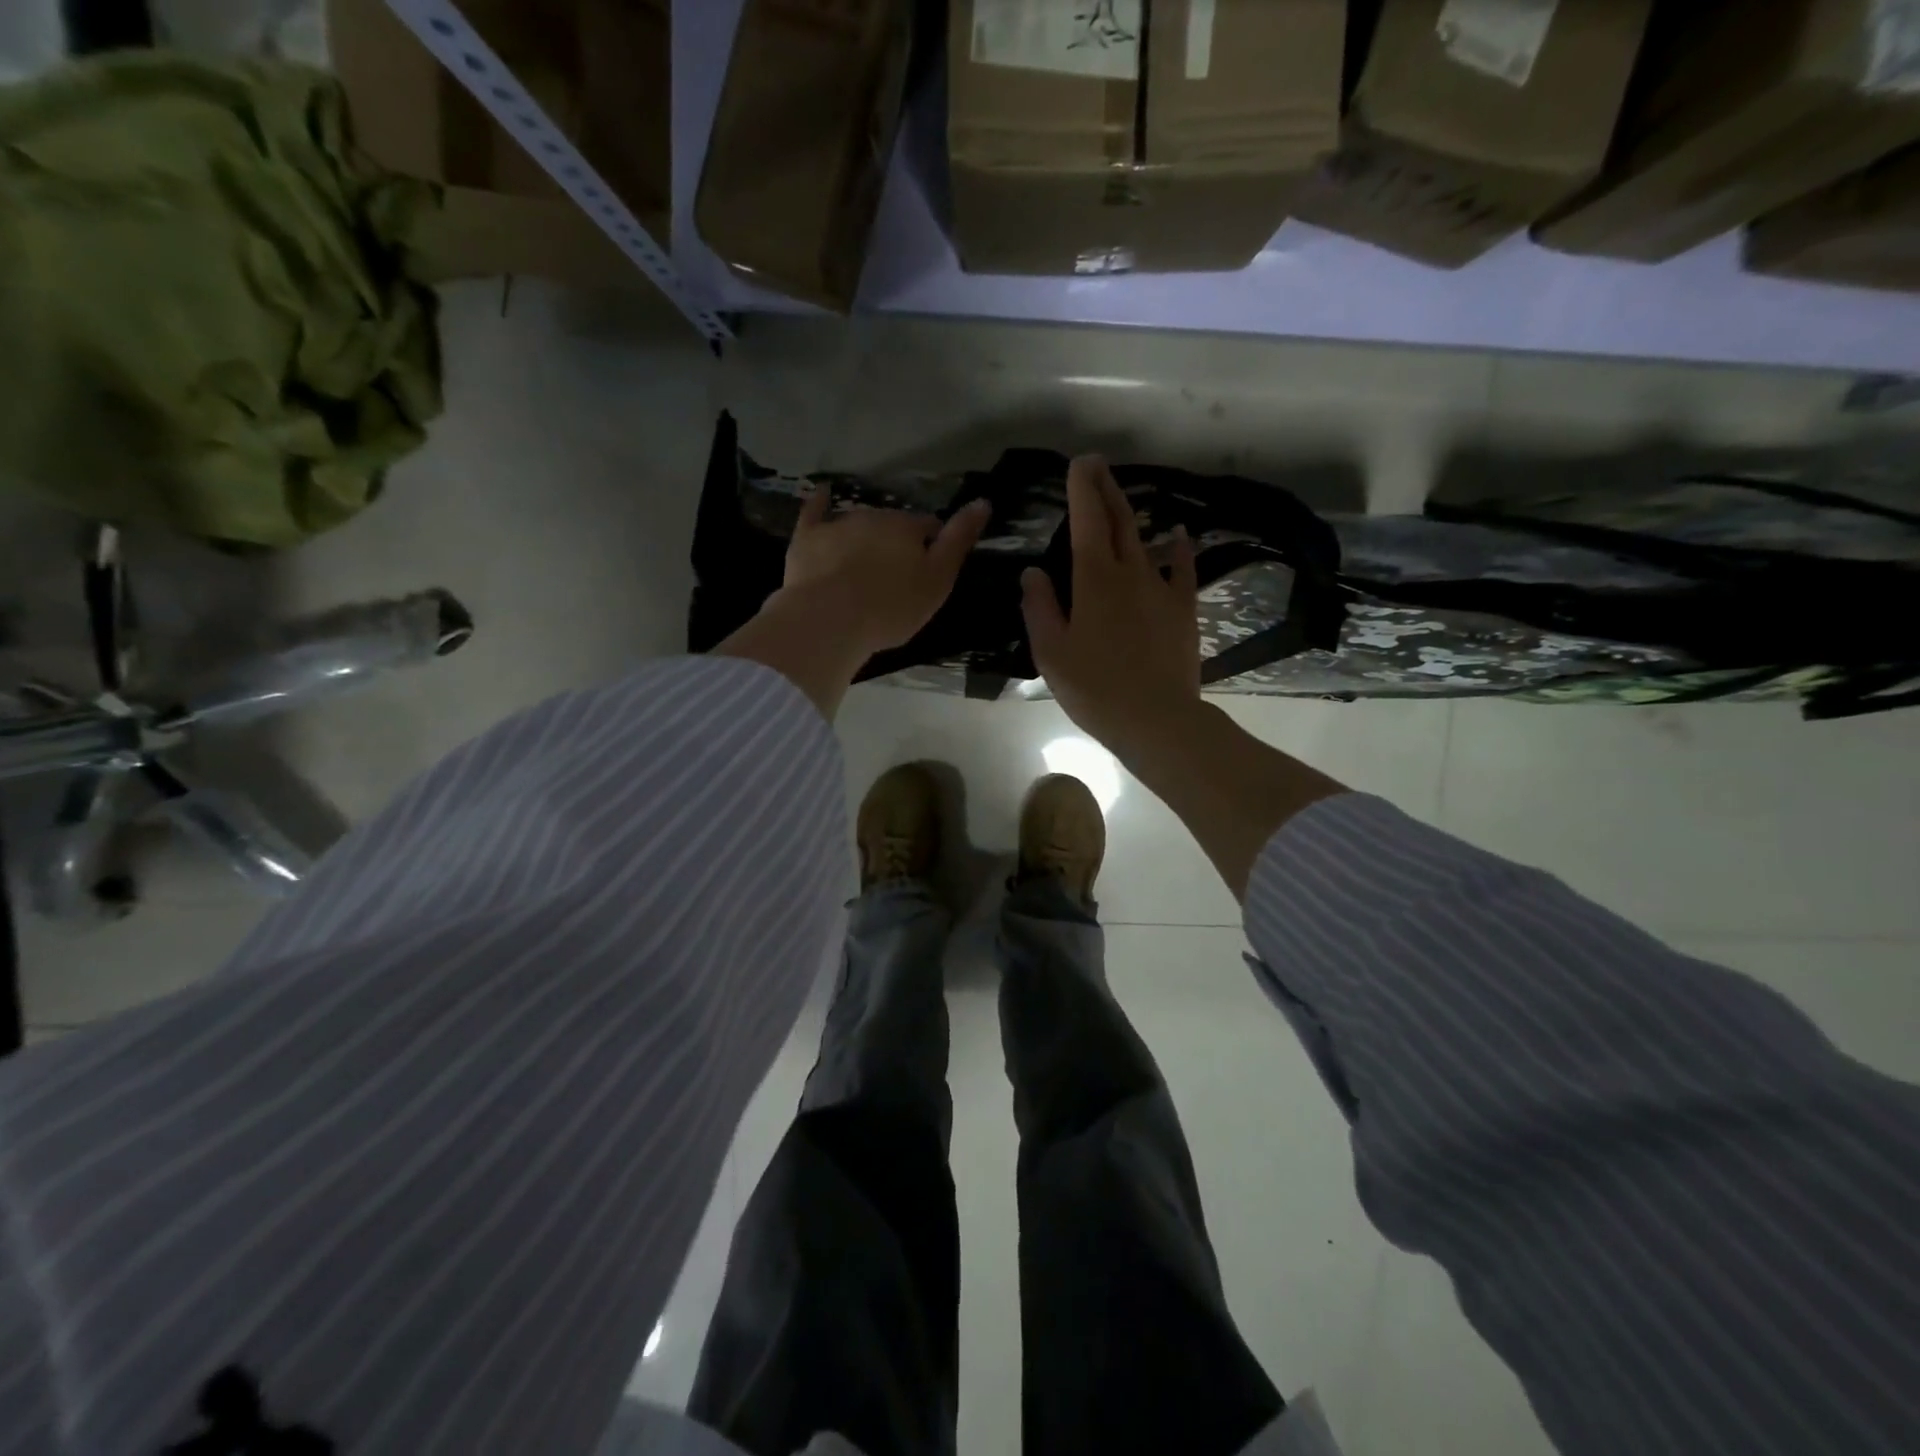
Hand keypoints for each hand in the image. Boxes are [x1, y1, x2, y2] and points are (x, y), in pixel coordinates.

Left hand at [779, 488, 990, 659]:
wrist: (829, 620)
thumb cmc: (891, 607)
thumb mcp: (937, 581)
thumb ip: (959, 541)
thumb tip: (983, 502)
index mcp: (908, 528)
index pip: (929, 527)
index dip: (933, 546)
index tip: (930, 571)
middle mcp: (874, 517)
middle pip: (893, 525)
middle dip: (897, 544)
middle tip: (896, 578)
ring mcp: (838, 525)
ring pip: (859, 524)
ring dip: (865, 537)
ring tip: (863, 565)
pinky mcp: (807, 538)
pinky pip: (814, 512)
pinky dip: (819, 502)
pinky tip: (821, 493)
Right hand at [1021, 456, 1202, 760]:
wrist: (1156, 719)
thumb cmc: (1094, 688)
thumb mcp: (1051, 652)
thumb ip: (1039, 607)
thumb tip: (1033, 572)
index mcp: (1094, 580)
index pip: (1088, 521)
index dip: (1083, 489)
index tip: (1079, 463)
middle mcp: (1130, 572)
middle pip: (1119, 520)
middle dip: (1106, 488)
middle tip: (1097, 464)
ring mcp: (1162, 589)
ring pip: (1146, 540)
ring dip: (1131, 515)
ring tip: (1121, 498)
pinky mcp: (1183, 610)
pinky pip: (1183, 569)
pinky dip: (1179, 548)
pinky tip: (1178, 535)